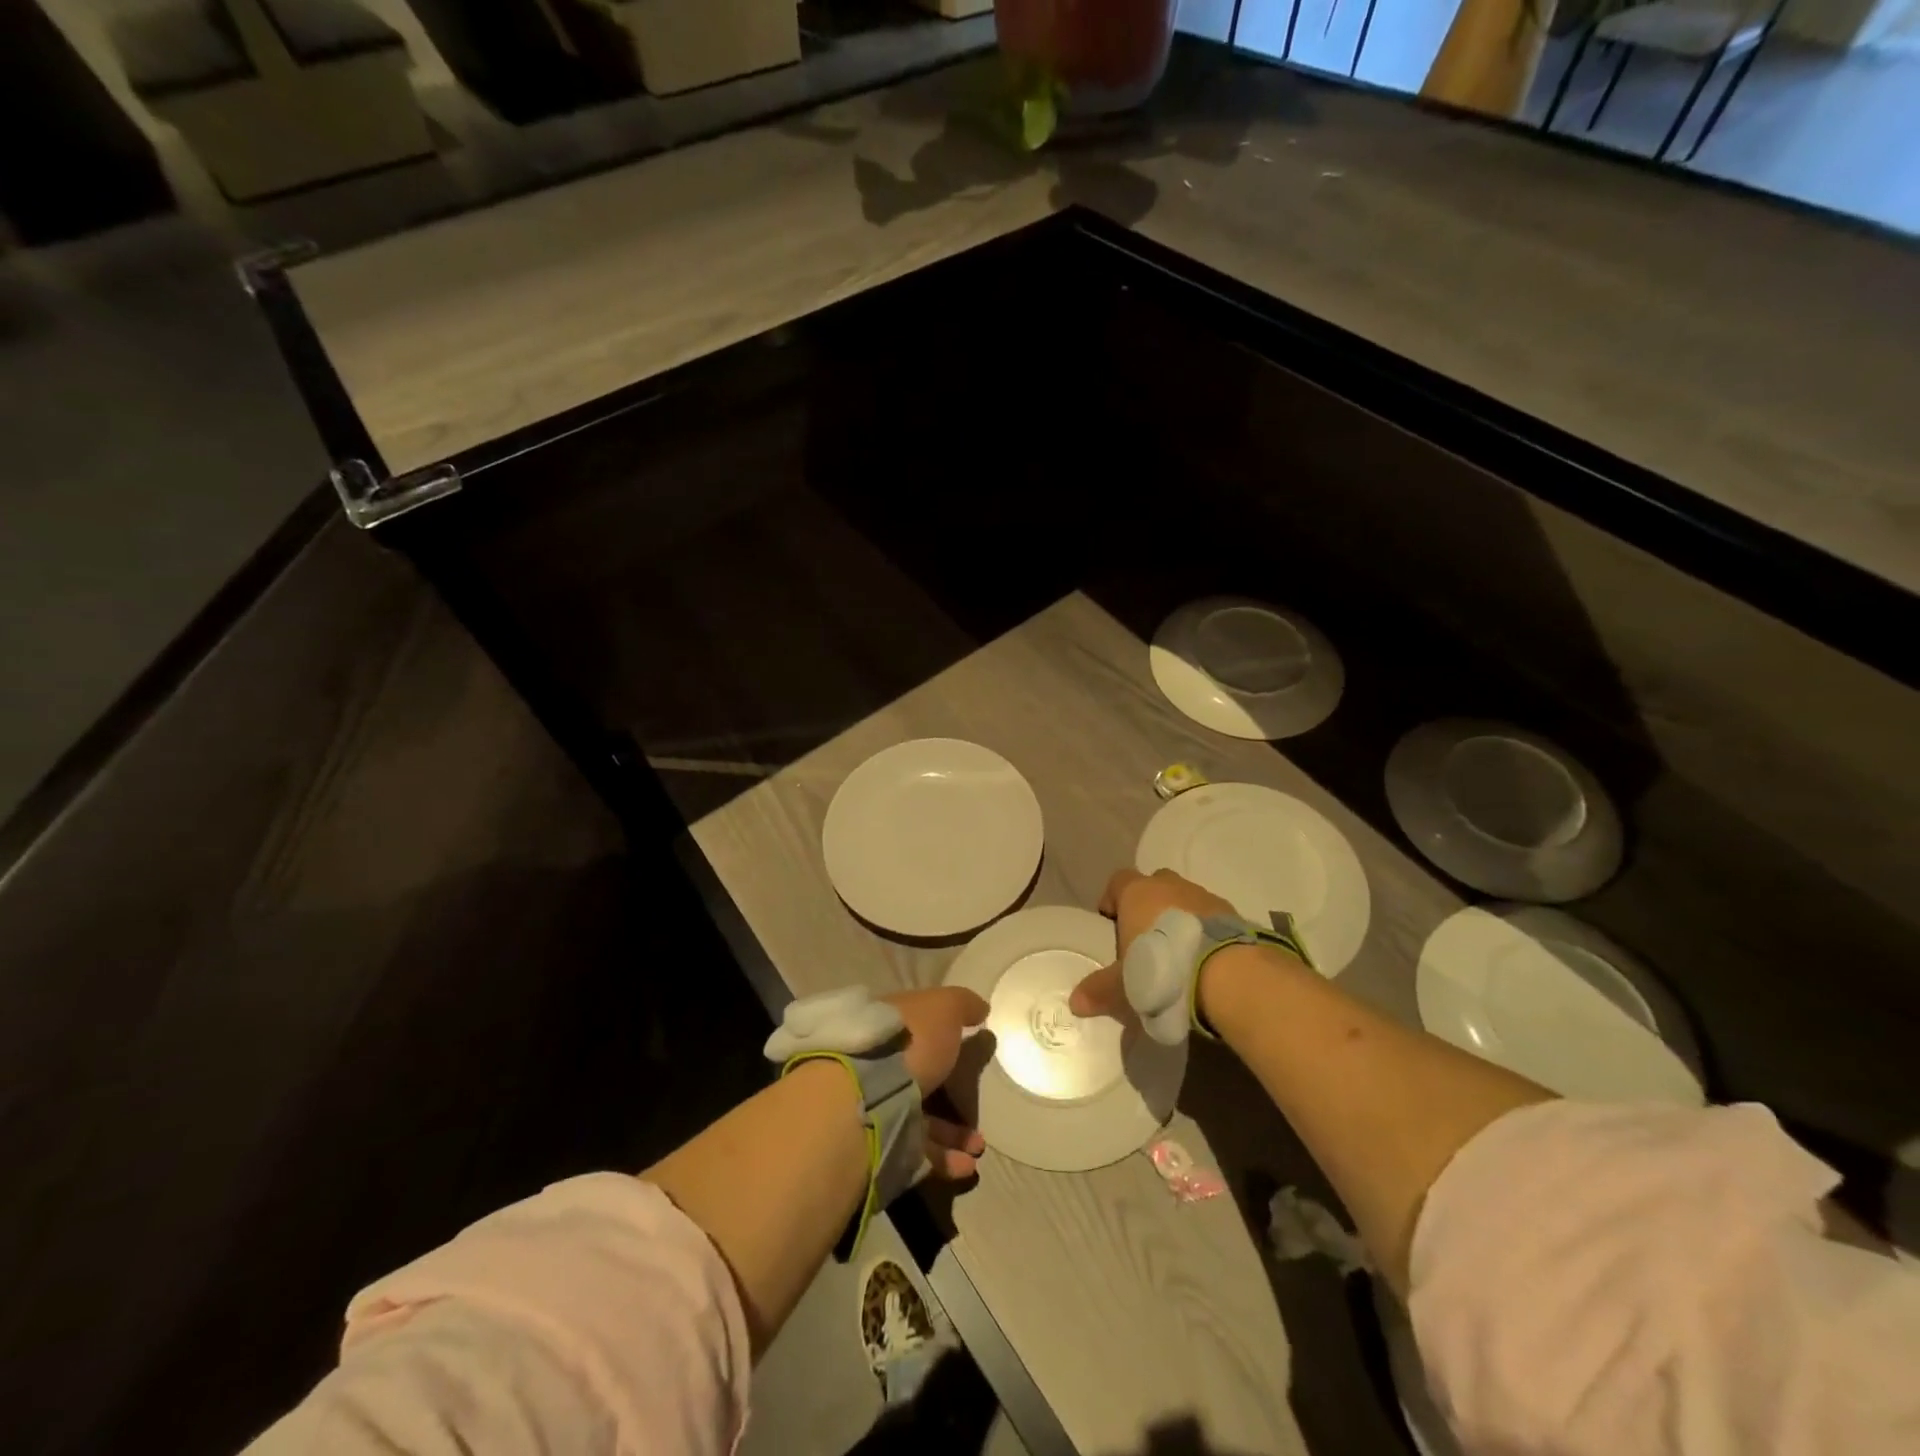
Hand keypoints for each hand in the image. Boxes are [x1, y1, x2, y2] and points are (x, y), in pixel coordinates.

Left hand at [884, 987, 989, 1178]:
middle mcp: (880, 1062)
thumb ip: (963, 1005)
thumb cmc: (909, 1042)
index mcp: (890, 1026)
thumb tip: (981, 1009)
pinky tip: (967, 1164)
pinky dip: (944, 1158)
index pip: (916, 1028)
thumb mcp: (942, 1009)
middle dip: (954, 1092)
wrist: (866, 1097)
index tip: (971, 1051)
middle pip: (921, 1074)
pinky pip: (917, 1150)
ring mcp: (878, 1103)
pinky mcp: (880, 1142)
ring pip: (920, 1116)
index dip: (944, 1037)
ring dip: (954, 1132)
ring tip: (978, 1145)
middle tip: (979, 1104)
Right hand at [1069, 868, 1234, 1018]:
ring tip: (1178, 952)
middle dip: (1148, 904)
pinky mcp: (1233, 914)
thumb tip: (1074, 1003)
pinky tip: (1204, 957)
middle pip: (1154, 884)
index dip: (1112, 898)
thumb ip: (1099, 990)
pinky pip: (1211, 916)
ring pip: (1185, 897)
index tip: (1110, 920)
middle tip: (1145, 936)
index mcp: (1138, 893)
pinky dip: (1204, 930)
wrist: (1227, 974)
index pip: (1118, 880)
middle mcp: (1170, 886)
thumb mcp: (1123, 986)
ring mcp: (1204, 896)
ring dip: (1179, 916)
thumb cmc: (1162, 969)